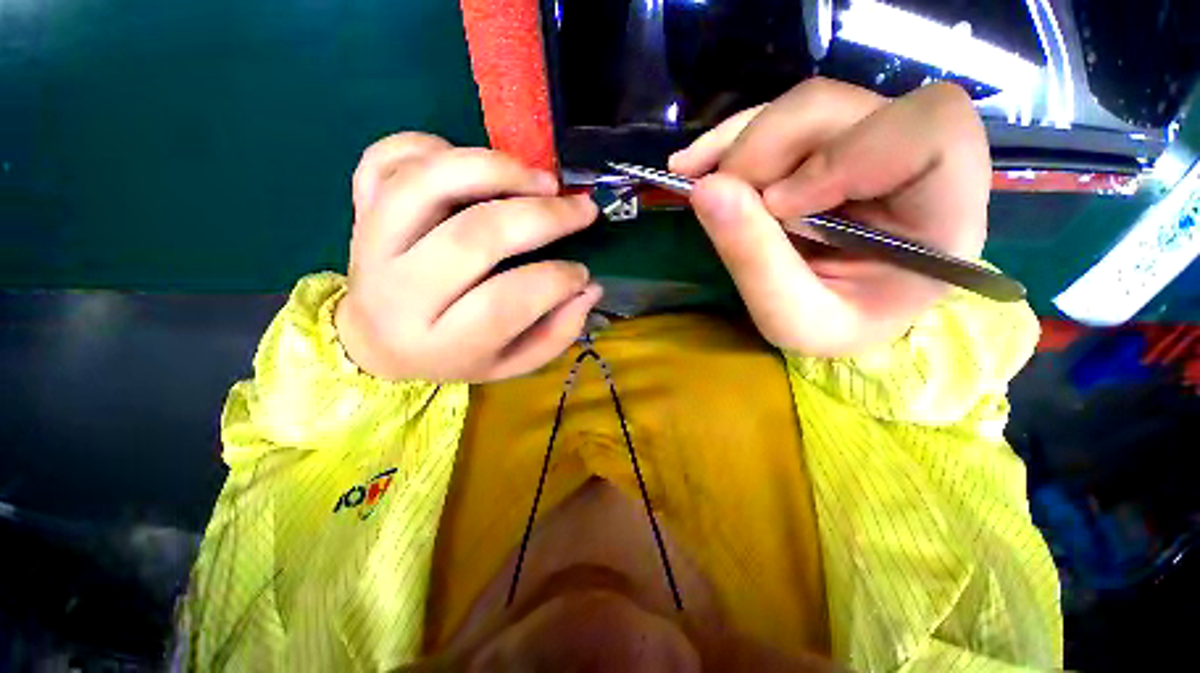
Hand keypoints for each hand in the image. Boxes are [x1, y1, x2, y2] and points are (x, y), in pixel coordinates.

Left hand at [335, 133, 601, 381]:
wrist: (378, 344)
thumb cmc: (455, 356)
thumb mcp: (511, 364)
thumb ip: (555, 334)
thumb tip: (589, 289)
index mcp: (441, 343)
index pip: (504, 303)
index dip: (556, 281)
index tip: (582, 273)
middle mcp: (399, 293)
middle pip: (474, 237)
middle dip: (542, 217)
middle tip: (582, 210)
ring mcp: (370, 243)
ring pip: (428, 183)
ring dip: (496, 169)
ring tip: (542, 180)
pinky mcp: (359, 210)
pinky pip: (387, 158)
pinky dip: (436, 148)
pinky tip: (475, 168)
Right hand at [671, 78, 990, 355]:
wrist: (839, 320)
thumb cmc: (834, 330)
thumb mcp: (792, 318)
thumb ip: (755, 261)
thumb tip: (705, 189)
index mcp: (943, 213)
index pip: (931, 131)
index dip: (844, 154)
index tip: (778, 206)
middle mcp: (917, 163)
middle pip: (849, 107)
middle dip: (770, 145)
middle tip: (720, 191)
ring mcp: (872, 144)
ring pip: (809, 107)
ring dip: (743, 141)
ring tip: (699, 180)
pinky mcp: (832, 145)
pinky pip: (782, 121)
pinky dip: (732, 140)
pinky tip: (696, 163)